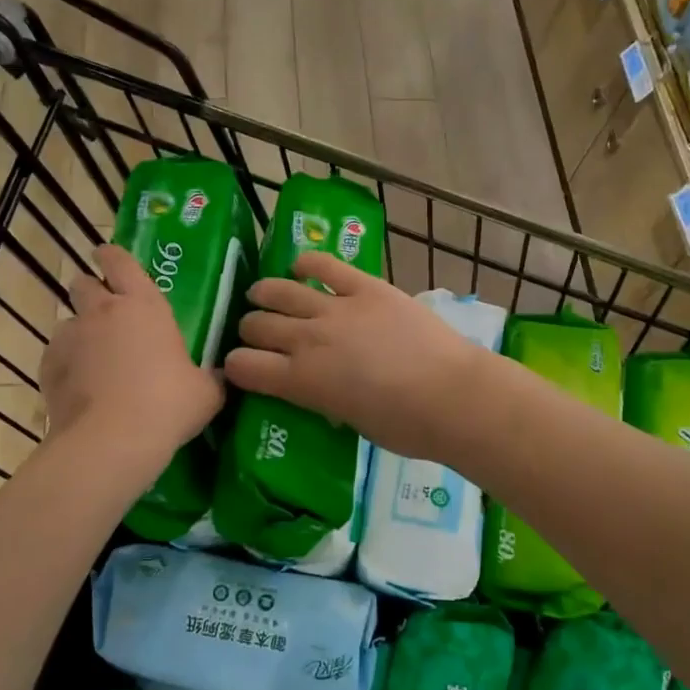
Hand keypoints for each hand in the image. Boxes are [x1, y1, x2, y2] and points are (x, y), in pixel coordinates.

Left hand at [42, 245, 223, 462]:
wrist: (111, 441)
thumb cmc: (167, 405)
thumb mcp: (206, 392)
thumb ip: (211, 377)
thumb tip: (220, 376)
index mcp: (144, 305)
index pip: (120, 261)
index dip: (112, 256)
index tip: (108, 257)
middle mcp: (102, 312)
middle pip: (83, 283)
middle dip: (92, 291)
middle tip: (108, 313)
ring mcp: (71, 338)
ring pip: (68, 322)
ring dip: (80, 334)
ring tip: (95, 361)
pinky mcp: (47, 367)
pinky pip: (56, 357)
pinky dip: (67, 366)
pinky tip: (81, 389)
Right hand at [223, 254, 484, 461]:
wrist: (453, 396)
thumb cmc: (405, 426)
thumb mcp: (350, 421)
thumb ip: (323, 398)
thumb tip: (318, 387)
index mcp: (301, 380)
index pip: (243, 366)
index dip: (235, 366)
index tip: (239, 367)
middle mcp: (308, 338)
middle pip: (257, 325)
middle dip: (249, 330)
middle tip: (257, 333)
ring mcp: (336, 307)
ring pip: (281, 290)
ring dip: (265, 293)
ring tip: (262, 295)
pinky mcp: (366, 286)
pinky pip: (325, 265)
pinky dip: (308, 263)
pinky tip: (301, 267)